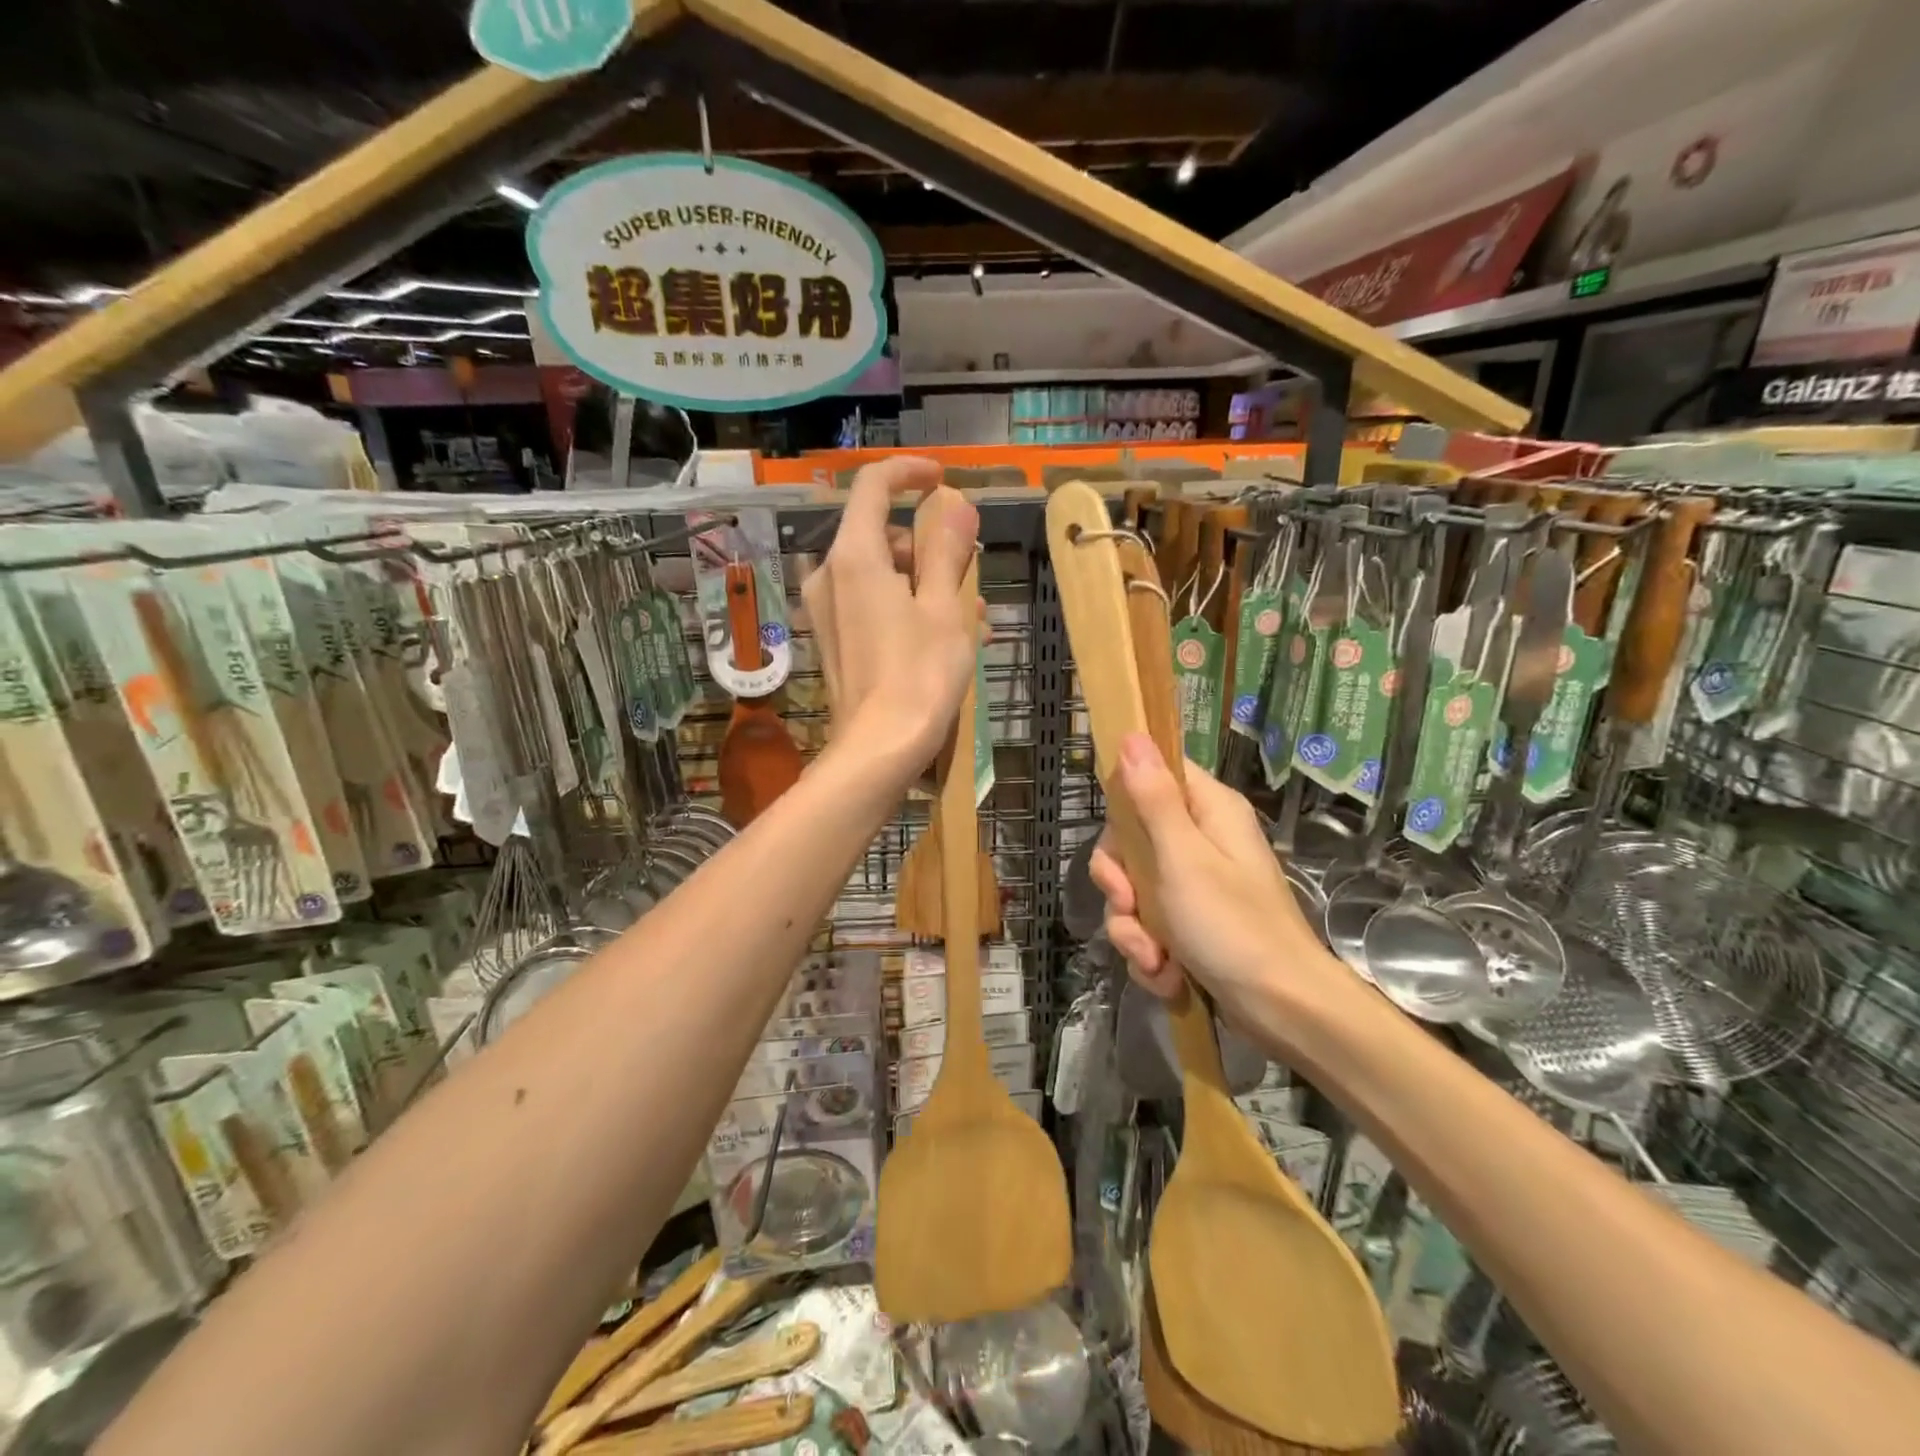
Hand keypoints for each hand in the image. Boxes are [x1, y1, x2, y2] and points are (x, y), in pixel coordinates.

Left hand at [802, 458, 980, 775]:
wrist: (878, 749)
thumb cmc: (919, 674)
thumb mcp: (944, 608)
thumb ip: (948, 550)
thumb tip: (956, 504)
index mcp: (854, 557)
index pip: (873, 487)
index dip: (909, 473)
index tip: (942, 480)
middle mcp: (830, 576)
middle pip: (881, 536)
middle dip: (929, 548)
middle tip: (971, 574)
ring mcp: (829, 612)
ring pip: (882, 575)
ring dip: (927, 584)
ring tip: (971, 617)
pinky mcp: (835, 641)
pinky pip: (874, 606)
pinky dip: (909, 609)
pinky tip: (948, 639)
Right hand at [1089, 733, 1343, 1040]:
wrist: (1283, 1010)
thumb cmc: (1233, 925)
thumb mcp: (1183, 858)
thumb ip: (1153, 798)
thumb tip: (1132, 735)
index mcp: (1209, 812)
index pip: (1155, 777)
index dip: (1125, 804)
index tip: (1116, 840)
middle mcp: (1201, 842)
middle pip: (1131, 841)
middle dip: (1121, 884)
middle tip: (1129, 906)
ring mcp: (1195, 886)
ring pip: (1134, 891)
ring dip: (1134, 930)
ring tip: (1155, 960)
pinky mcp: (1190, 926)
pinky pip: (1149, 927)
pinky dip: (1151, 954)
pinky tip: (1166, 976)